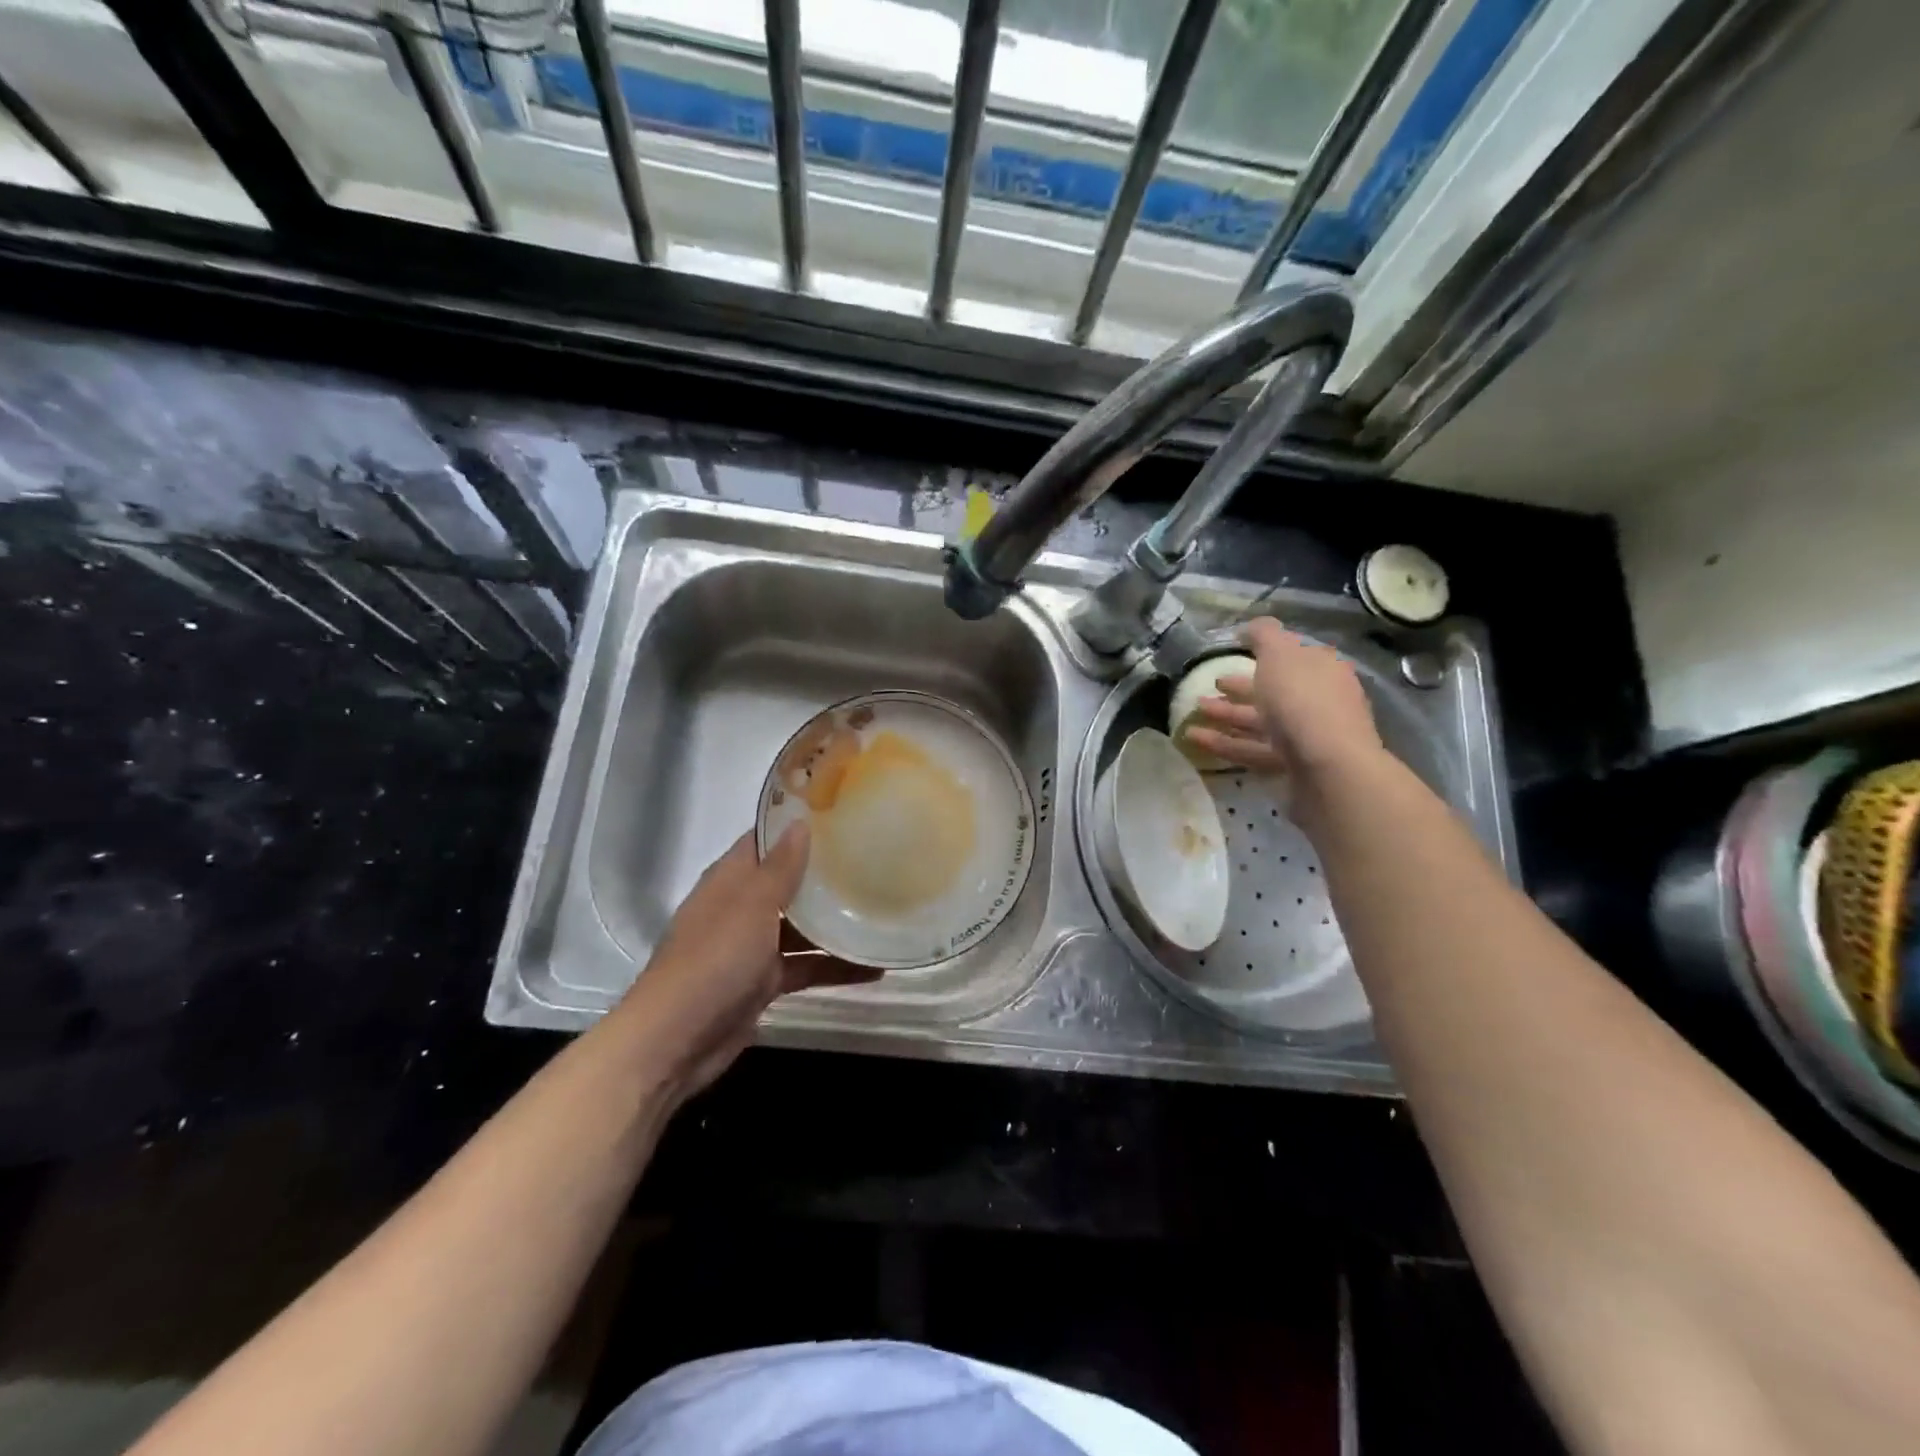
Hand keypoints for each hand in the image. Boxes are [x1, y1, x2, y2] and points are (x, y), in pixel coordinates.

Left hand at [611, 824, 878, 1100]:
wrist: (675, 1040)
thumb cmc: (714, 958)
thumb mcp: (752, 904)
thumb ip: (781, 867)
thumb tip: (799, 822)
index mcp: (731, 879)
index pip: (765, 840)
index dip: (795, 825)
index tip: (840, 813)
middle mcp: (741, 907)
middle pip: (787, 882)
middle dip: (824, 873)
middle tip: (874, 857)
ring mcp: (751, 947)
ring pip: (800, 927)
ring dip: (834, 922)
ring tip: (881, 909)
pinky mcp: (762, 983)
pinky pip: (804, 967)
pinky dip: (834, 967)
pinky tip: (874, 966)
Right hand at [1184, 617, 1385, 785]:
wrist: (1328, 767)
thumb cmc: (1303, 699)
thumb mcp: (1280, 653)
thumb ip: (1263, 635)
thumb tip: (1250, 627)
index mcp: (1322, 670)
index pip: (1292, 656)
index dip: (1263, 653)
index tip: (1234, 652)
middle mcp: (1318, 701)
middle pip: (1274, 691)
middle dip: (1241, 688)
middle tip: (1210, 684)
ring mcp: (1306, 736)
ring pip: (1260, 722)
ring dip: (1225, 715)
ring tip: (1192, 712)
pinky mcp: (1291, 766)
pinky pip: (1252, 749)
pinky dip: (1224, 743)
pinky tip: (1195, 738)